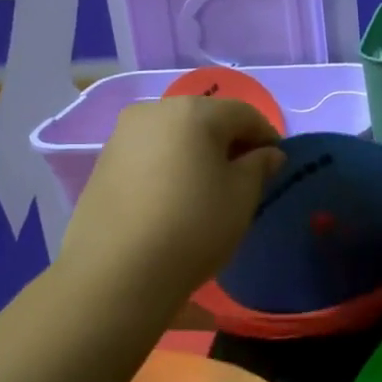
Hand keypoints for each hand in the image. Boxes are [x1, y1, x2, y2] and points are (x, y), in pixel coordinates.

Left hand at [60, 96, 283, 304]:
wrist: (116, 272)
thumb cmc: (193, 227)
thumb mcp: (241, 198)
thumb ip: (259, 167)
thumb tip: (268, 153)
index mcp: (194, 111)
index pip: (243, 114)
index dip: (266, 136)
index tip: (277, 163)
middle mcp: (155, 110)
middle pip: (205, 118)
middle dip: (229, 141)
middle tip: (245, 175)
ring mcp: (123, 134)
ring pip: (174, 134)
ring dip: (196, 152)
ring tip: (208, 187)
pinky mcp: (103, 161)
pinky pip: (149, 153)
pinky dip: (169, 164)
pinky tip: (174, 195)